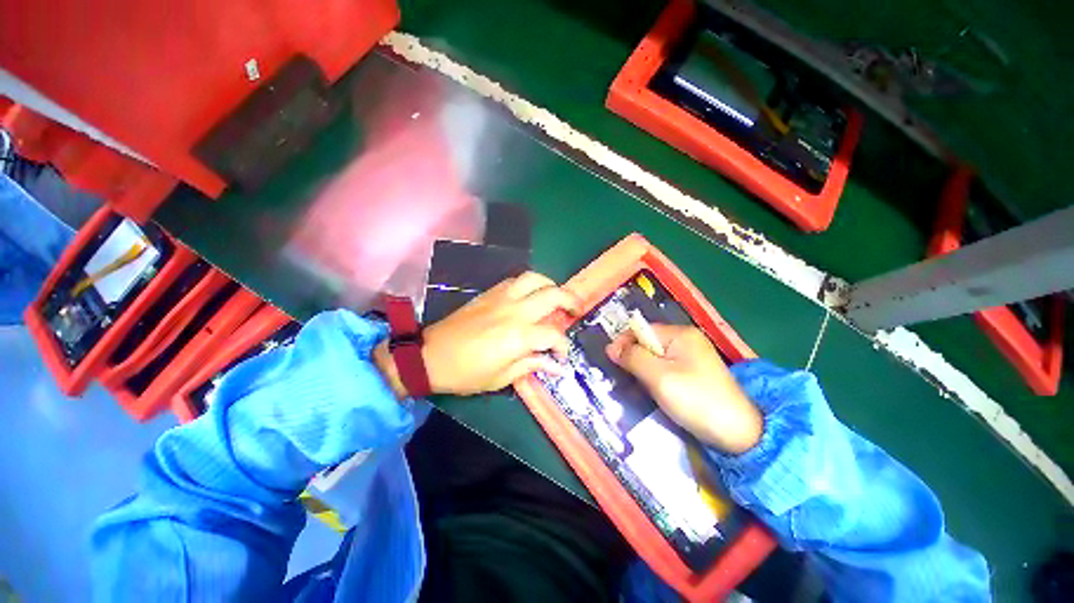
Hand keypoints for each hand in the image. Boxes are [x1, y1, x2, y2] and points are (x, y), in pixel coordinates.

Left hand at [374, 272, 579, 396]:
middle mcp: (515, 311)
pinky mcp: (490, 293)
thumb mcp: (501, 378)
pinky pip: (516, 280)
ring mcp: (502, 298)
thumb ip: (531, 365)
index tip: (561, 356)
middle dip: (570, 301)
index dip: (563, 346)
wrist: (430, 355)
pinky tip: (530, 295)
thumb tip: (556, 367)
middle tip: (575, 311)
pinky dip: (529, 284)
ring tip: (555, 296)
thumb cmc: (466, 373)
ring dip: (550, 285)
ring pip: (534, 279)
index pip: (553, 335)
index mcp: (519, 336)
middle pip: (553, 294)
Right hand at [606, 324, 762, 453]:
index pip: (642, 330)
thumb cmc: (695, 400)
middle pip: (648, 343)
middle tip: (626, 379)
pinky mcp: (694, 373)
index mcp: (680, 334)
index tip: (613, 362)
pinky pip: (665, 368)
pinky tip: (653, 392)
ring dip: (643, 370)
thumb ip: (633, 358)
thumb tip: (611, 347)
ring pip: (655, 357)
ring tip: (638, 388)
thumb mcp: (658, 377)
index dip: (625, 343)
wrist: (738, 434)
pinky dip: (655, 378)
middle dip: (634, 358)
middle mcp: (686, 340)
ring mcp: (692, 357)